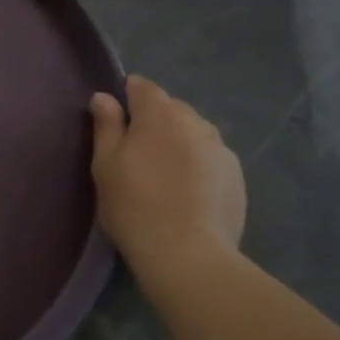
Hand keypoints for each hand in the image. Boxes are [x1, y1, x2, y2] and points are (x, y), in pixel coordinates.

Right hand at [90, 76, 245, 279]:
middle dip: (153, 120)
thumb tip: (103, 96)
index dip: (126, 96)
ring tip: (162, 174)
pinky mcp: (236, 175)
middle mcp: (196, 121)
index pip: (142, 86)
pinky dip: (196, 164)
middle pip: (170, 108)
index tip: (115, 119)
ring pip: (193, 132)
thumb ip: (105, 125)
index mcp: (160, 114)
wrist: (187, 253)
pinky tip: (185, 192)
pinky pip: (209, 157)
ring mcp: (221, 148)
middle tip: (135, 152)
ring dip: (177, 142)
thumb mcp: (105, 164)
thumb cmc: (134, 204)